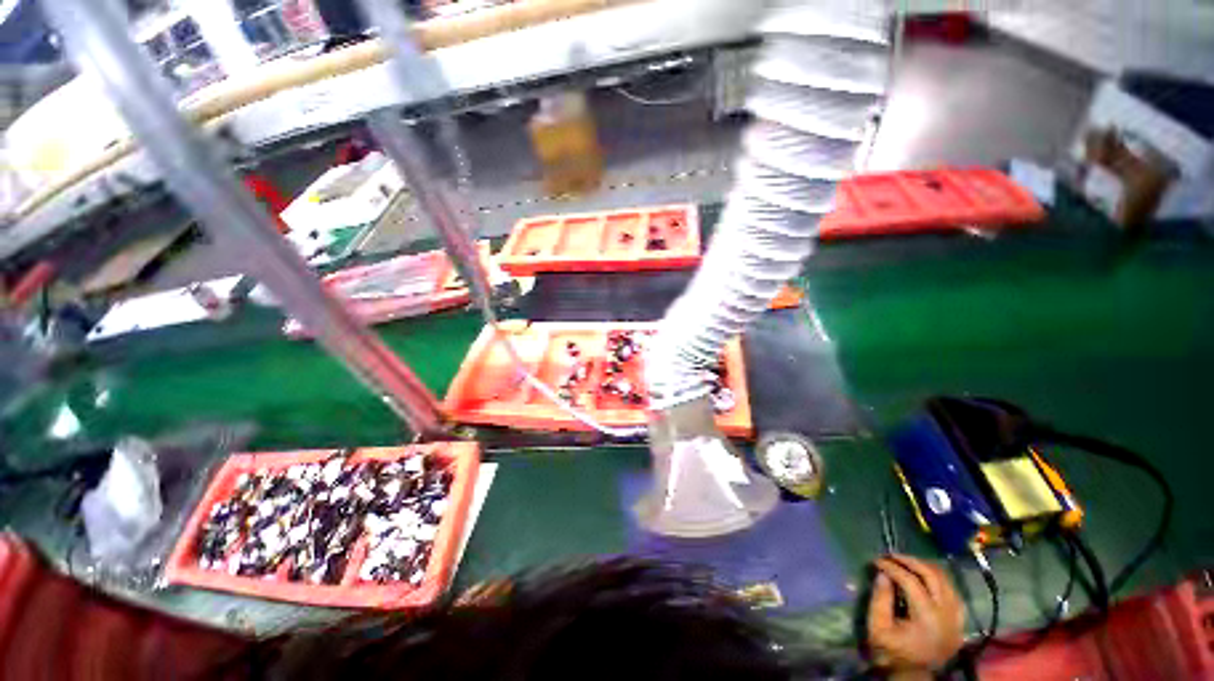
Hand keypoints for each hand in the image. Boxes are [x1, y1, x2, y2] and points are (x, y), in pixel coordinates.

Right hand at [867, 555, 964, 677]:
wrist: (915, 675)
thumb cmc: (893, 652)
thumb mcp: (878, 628)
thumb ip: (880, 600)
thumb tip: (883, 574)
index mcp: (927, 617)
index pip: (911, 581)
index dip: (892, 567)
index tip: (876, 561)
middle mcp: (946, 613)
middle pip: (932, 575)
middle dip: (910, 561)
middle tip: (891, 555)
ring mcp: (956, 616)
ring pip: (945, 580)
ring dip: (924, 567)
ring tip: (905, 562)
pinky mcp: (959, 619)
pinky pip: (952, 590)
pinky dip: (937, 579)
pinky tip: (924, 577)